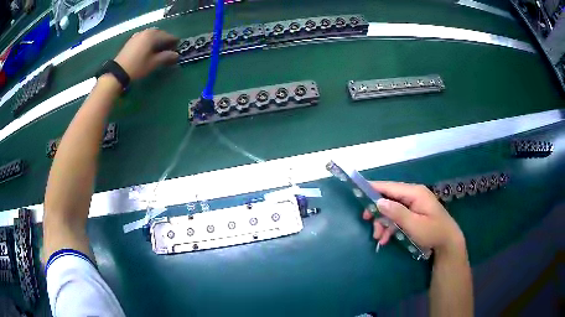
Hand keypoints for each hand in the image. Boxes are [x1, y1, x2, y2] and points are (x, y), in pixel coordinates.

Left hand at [114, 28, 178, 80]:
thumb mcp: (153, 63)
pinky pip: (144, 37)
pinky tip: (149, 48)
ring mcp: (138, 35)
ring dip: (157, 40)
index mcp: (153, 35)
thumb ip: (166, 57)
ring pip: (152, 35)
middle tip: (169, 48)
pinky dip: (149, 41)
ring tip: (159, 49)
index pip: (168, 36)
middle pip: (160, 33)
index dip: (174, 42)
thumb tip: (176, 55)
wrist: (118, 72)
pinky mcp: (132, 40)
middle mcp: (146, 32)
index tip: (178, 48)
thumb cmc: (137, 67)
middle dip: (165, 40)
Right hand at [362, 182, 464, 255]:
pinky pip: (397, 216)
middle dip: (378, 212)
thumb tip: (378, 202)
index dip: (373, 188)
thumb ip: (397, 213)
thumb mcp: (414, 225)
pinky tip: (385, 239)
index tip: (358, 191)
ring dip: (383, 223)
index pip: (390, 186)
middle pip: (389, 198)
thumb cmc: (433, 232)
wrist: (447, 242)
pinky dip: (390, 227)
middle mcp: (413, 195)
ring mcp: (413, 204)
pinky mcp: (413, 213)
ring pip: (391, 209)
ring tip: (378, 238)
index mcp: (415, 193)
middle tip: (367, 222)